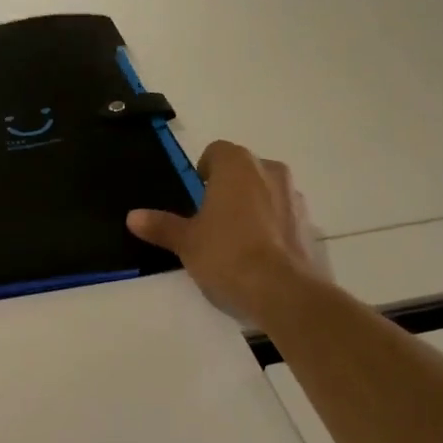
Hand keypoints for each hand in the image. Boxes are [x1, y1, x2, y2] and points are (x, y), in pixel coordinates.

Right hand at [127, 141, 323, 328]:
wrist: (282, 290)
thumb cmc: (227, 254)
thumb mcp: (186, 242)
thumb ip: (162, 225)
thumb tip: (133, 216)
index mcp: (237, 165)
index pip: (217, 151)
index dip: (203, 171)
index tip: (195, 197)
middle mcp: (269, 170)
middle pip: (243, 170)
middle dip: (229, 188)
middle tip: (211, 219)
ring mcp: (294, 196)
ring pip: (266, 191)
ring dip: (252, 205)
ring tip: (236, 240)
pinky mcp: (310, 224)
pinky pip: (283, 216)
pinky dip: (271, 227)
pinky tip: (259, 255)